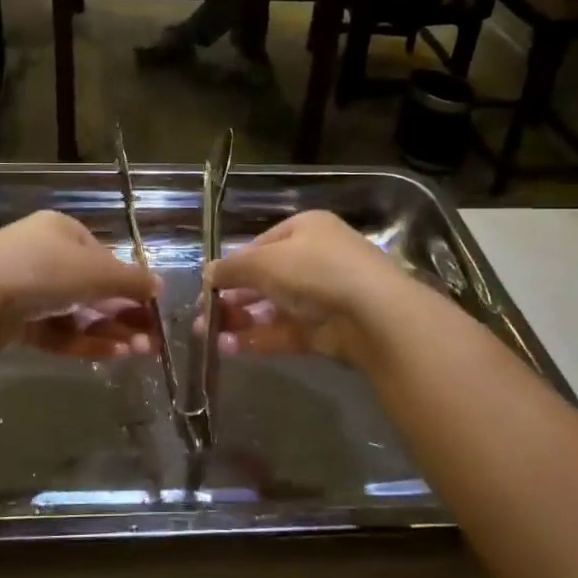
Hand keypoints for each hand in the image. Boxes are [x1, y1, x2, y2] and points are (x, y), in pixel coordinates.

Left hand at [0, 211, 159, 359]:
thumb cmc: (45, 270)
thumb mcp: (98, 272)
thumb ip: (132, 280)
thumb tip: (159, 286)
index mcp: (62, 230)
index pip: (104, 257)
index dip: (130, 284)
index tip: (152, 310)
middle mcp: (43, 255)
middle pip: (92, 288)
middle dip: (124, 315)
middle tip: (151, 342)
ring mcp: (26, 288)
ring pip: (76, 312)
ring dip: (110, 331)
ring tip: (137, 353)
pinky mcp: (13, 320)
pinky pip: (56, 330)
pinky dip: (83, 341)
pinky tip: (111, 355)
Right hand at [199, 212, 408, 364]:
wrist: (374, 315)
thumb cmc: (315, 271)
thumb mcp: (264, 261)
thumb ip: (232, 268)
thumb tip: (207, 273)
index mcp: (306, 229)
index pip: (261, 245)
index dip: (233, 265)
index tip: (209, 285)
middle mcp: (315, 259)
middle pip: (265, 279)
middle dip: (232, 298)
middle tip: (203, 317)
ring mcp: (322, 297)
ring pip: (272, 308)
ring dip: (240, 321)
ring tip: (209, 336)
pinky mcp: (325, 331)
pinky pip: (284, 332)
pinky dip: (257, 339)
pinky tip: (229, 348)